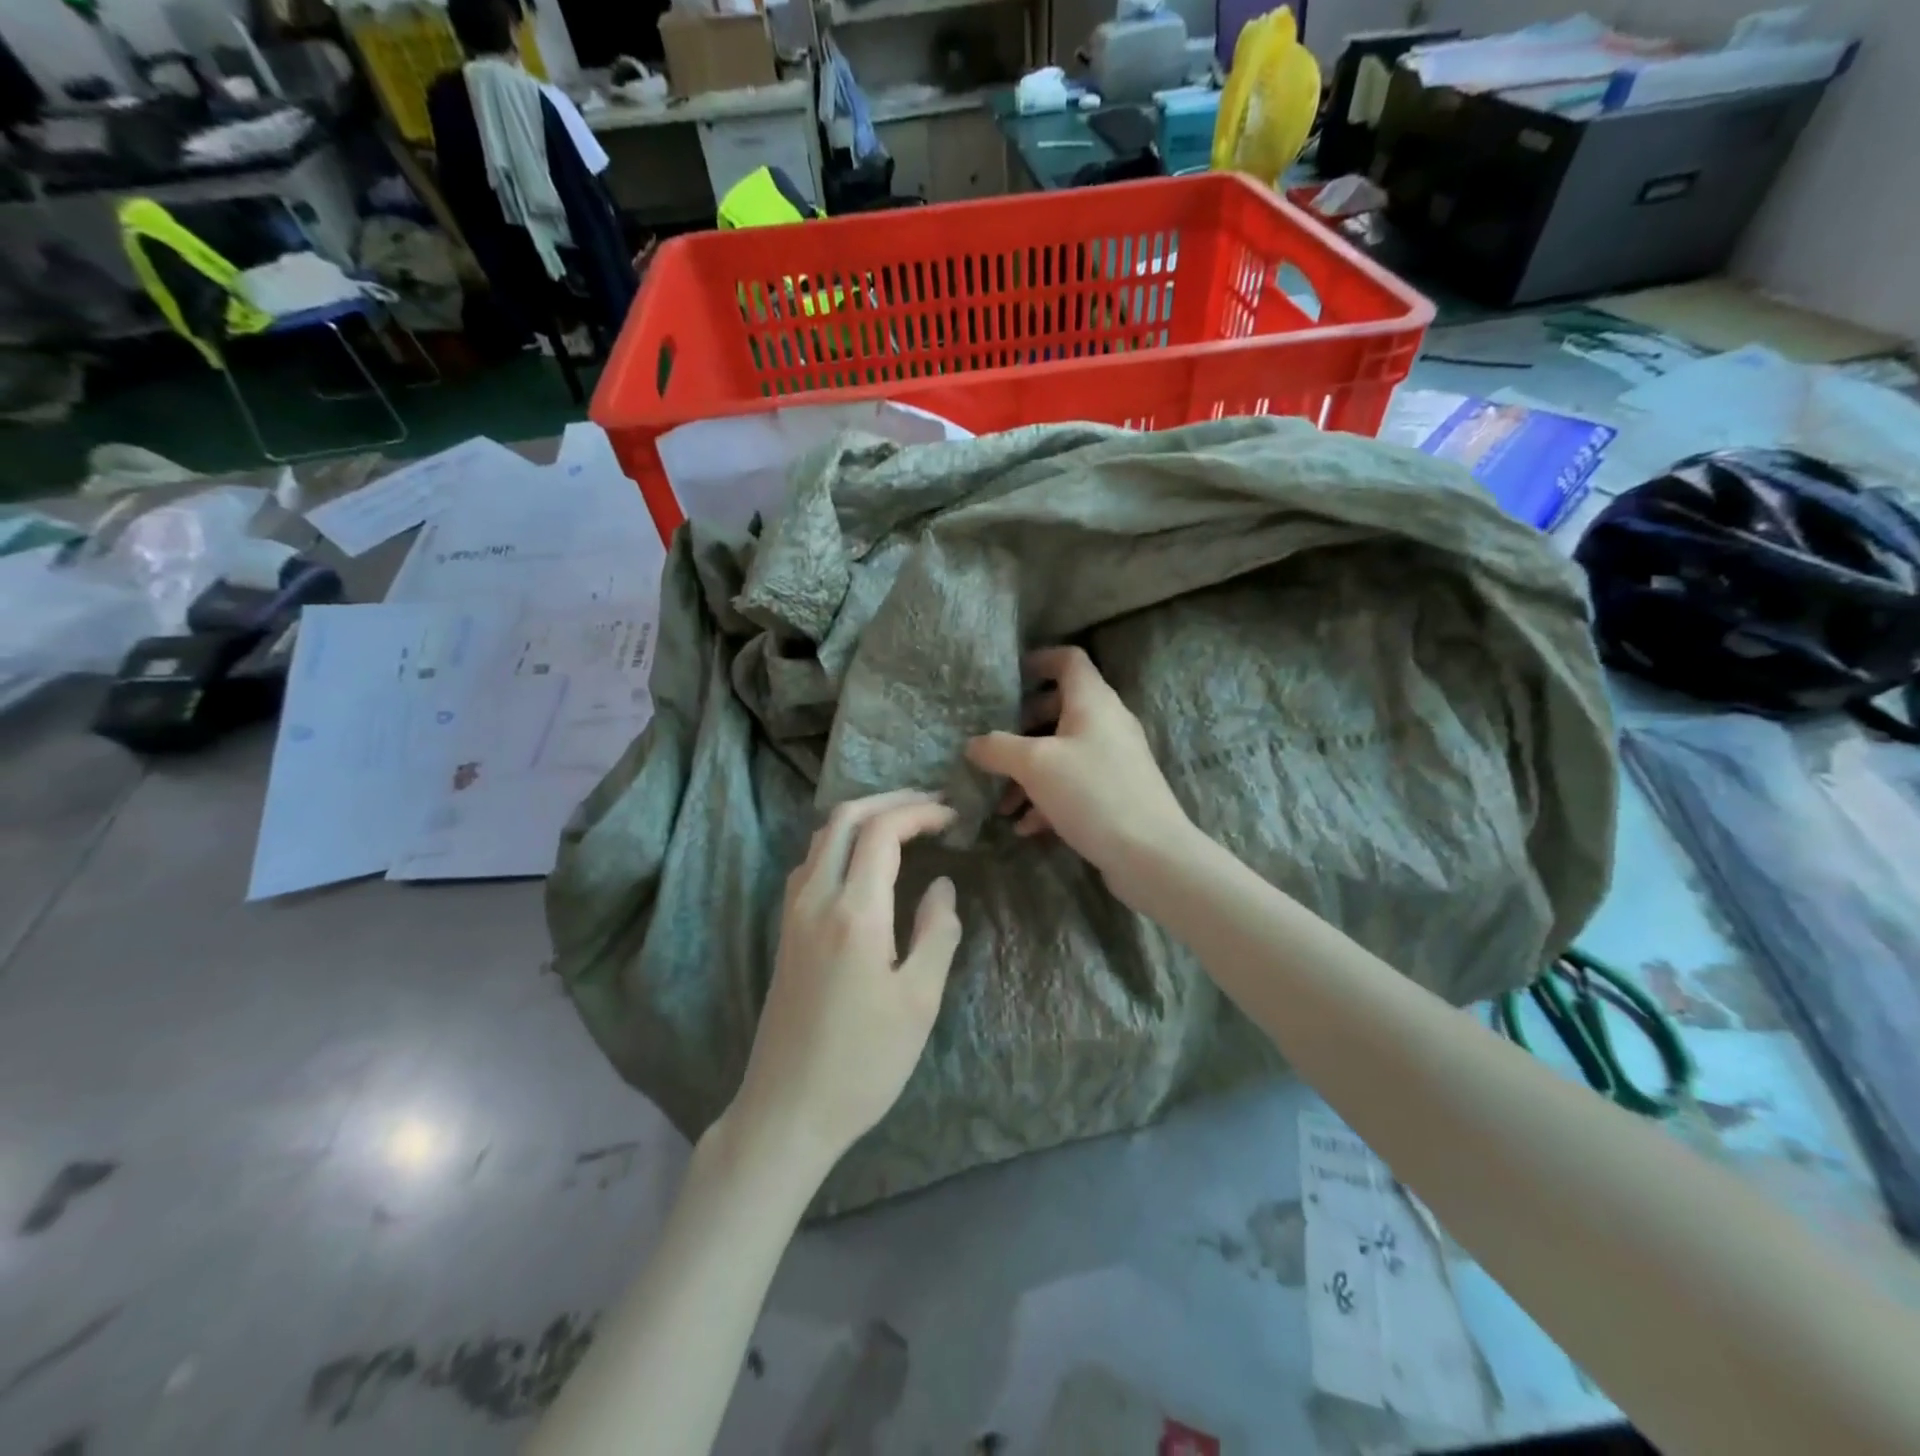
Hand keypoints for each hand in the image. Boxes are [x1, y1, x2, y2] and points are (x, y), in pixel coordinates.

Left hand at [730, 790, 962, 1170]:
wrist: (787, 1110)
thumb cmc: (863, 1062)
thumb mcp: (919, 1001)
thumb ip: (936, 932)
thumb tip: (941, 885)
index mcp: (854, 912)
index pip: (882, 831)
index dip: (919, 812)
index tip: (953, 815)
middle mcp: (815, 898)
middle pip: (845, 818)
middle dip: (890, 800)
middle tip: (932, 804)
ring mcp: (793, 912)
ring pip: (822, 836)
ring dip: (864, 817)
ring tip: (905, 822)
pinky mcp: (786, 930)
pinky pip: (811, 862)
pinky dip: (842, 841)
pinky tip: (865, 860)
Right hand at [965, 646, 1194, 903]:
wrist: (1150, 855)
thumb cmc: (1092, 793)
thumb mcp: (1035, 765)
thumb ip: (998, 748)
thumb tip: (973, 744)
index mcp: (1093, 701)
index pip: (1068, 659)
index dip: (1038, 660)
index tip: (1007, 679)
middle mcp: (1107, 723)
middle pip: (1059, 708)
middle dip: (1022, 727)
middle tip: (994, 744)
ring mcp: (1114, 760)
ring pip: (1063, 752)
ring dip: (1029, 772)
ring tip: (1001, 803)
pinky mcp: (1116, 793)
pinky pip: (1074, 784)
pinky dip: (1047, 798)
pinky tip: (1025, 827)